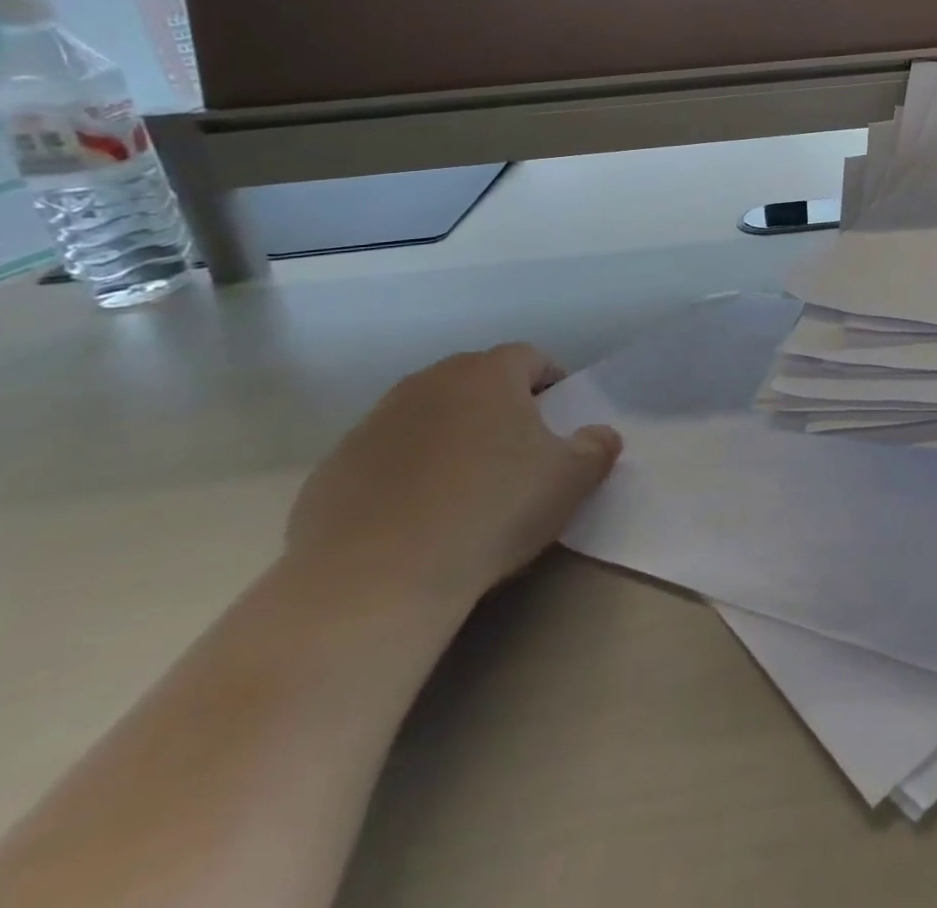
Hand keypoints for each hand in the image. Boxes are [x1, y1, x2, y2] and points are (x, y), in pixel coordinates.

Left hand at [286, 344, 620, 609]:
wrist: (373, 580)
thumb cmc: (490, 512)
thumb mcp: (570, 481)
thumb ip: (596, 448)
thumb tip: (601, 436)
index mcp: (489, 374)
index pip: (531, 357)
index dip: (552, 383)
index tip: (560, 421)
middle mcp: (430, 382)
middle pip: (477, 380)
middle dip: (501, 406)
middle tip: (518, 453)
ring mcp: (375, 421)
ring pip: (429, 415)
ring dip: (451, 436)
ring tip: (465, 487)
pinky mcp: (335, 466)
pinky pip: (386, 455)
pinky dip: (406, 472)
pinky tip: (416, 517)